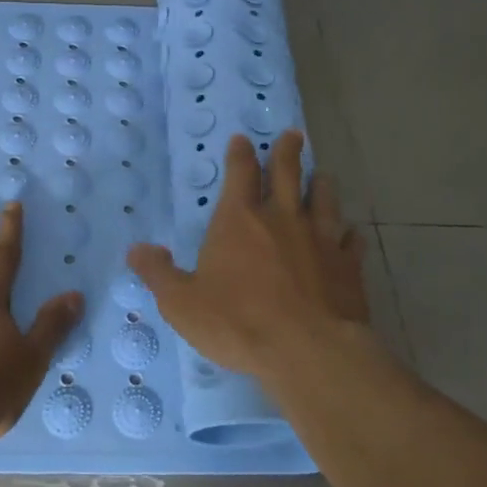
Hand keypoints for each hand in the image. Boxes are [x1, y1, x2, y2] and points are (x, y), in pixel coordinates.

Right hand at [129, 131, 368, 382]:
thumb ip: (159, 274)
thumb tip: (136, 250)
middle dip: (288, 152)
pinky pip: (350, 240)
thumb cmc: (238, 323)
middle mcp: (282, 218)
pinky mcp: (347, 265)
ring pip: (324, 199)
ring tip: (323, 175)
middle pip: (287, 173)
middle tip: (293, 135)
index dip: (240, 154)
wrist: (308, 350)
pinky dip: (349, 233)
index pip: (240, 174)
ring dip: (322, 184)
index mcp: (240, 221)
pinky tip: (350, 233)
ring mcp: (320, 239)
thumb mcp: (182, 303)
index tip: (243, 139)